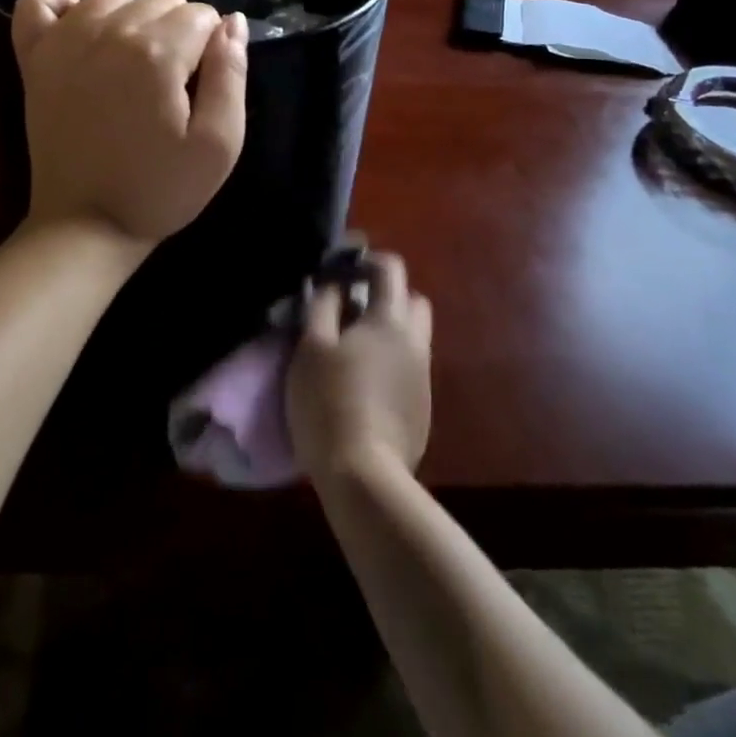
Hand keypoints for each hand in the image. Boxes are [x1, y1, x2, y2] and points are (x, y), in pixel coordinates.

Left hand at [13, 0, 248, 246]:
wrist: (86, 224)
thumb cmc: (161, 190)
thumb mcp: (219, 145)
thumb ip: (231, 75)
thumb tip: (232, 21)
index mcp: (158, 53)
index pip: (202, 15)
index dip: (211, 48)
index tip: (200, 87)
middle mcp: (109, 32)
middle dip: (177, 32)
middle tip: (170, 85)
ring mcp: (64, 40)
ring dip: (131, 16)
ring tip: (133, 62)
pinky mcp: (34, 57)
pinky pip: (40, 1)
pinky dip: (63, 6)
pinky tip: (81, 32)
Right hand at [286, 253, 432, 482]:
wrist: (363, 475)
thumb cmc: (328, 401)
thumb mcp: (311, 347)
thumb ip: (323, 306)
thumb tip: (334, 285)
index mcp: (389, 320)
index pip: (390, 269)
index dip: (367, 261)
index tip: (341, 270)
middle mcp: (416, 342)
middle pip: (412, 300)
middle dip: (386, 295)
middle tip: (351, 309)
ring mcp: (423, 376)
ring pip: (413, 336)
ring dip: (389, 330)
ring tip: (354, 349)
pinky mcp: (423, 407)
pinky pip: (410, 367)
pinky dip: (392, 361)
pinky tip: (364, 384)